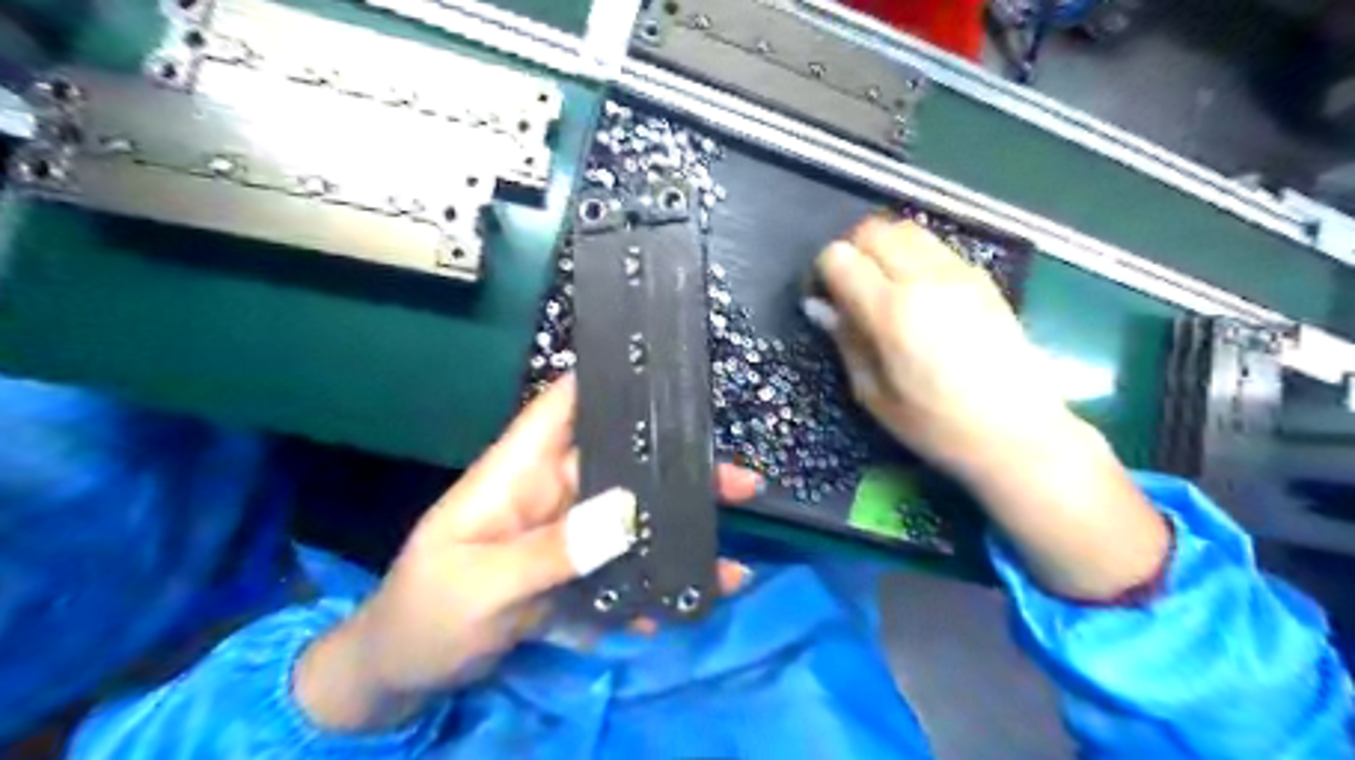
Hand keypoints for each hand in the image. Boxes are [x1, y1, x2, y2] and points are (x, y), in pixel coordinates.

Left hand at [298, 378, 759, 733]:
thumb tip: (627, 513)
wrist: (404, 673)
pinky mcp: (576, 572)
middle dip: (677, 466)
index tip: (669, 374)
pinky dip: (659, 578)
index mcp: (518, 472)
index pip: (564, 406)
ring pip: (633, 515)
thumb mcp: (480, 585)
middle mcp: (551, 492)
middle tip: (739, 481)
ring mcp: (567, 533)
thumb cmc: (425, 614)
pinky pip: (626, 565)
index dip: (610, 380)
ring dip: (680, 525)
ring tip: (733, 543)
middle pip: (620, 462)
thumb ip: (551, 551)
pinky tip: (696, 594)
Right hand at [809, 220, 1073, 480]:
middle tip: (850, 286)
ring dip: (885, 247)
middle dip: (852, 250)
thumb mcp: (874, 395)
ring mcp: (959, 273)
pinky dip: (914, 255)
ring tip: (882, 284)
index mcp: (891, 311)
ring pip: (907, 230)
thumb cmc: (936, 425)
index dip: (824, 272)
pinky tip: (917, 292)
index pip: (840, 258)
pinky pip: (936, 247)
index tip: (824, 297)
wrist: (1018, 432)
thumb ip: (846, 342)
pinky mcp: (982, 279)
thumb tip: (820, 307)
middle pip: (874, 230)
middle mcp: (924, 279)